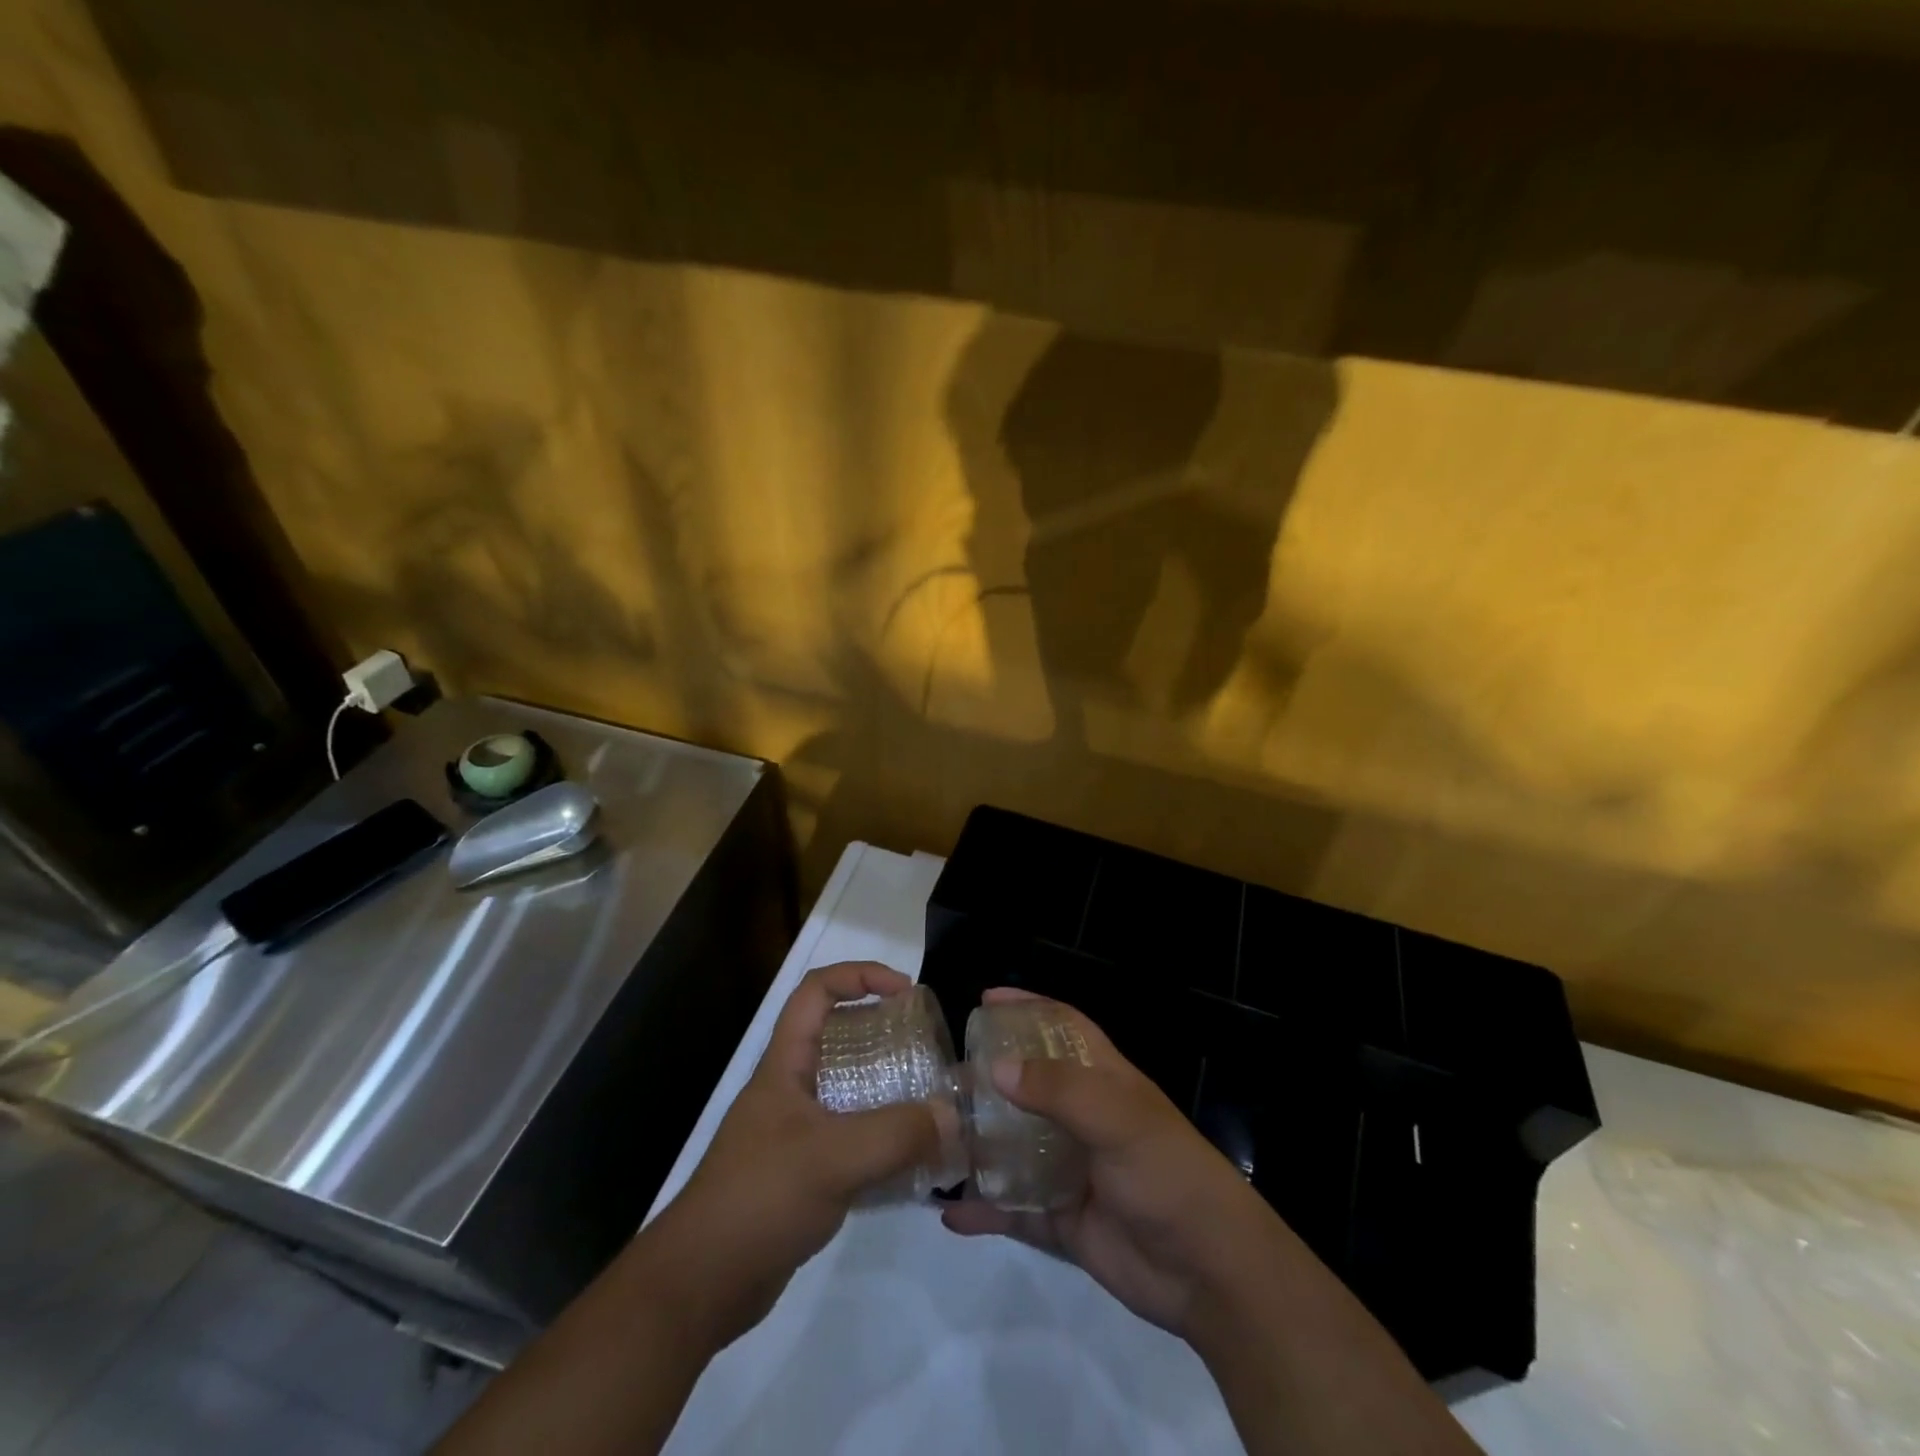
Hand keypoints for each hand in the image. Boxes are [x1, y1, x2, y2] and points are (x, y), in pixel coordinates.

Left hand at [647, 962, 941, 1349]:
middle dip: (883, 1030)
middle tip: (927, 1046)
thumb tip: (953, 1116)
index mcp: (785, 1064)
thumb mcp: (833, 1158)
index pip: (817, 990)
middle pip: (838, 1035)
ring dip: (888, 1087)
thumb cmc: (760, 1198)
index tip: (905, 991)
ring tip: (930, 1099)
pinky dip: (882, 1137)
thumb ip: (897, 1134)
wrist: (702, 1284)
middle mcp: (790, 1088)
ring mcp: (795, 1130)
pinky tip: (914, 1159)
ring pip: (848, 1088)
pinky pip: (852, 1136)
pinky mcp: (804, 1171)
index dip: (860, 976)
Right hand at [941, 988, 1277, 1336]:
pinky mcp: (1063, 1219)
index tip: (985, 1001)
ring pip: (1015, 1147)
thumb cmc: (1167, 1173)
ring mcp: (1071, 1169)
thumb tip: (996, 1067)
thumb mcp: (1118, 1118)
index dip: (1029, 1008)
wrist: (1208, 1271)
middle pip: (1030, 1086)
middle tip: (944, 1076)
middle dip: (990, 1077)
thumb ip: (1059, 1090)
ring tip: (935, 1136)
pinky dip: (985, 1210)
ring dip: (979, 1142)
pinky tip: (949, 1212)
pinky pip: (1014, 1210)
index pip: (1063, 1027)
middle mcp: (1084, 1118)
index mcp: (1104, 1081)